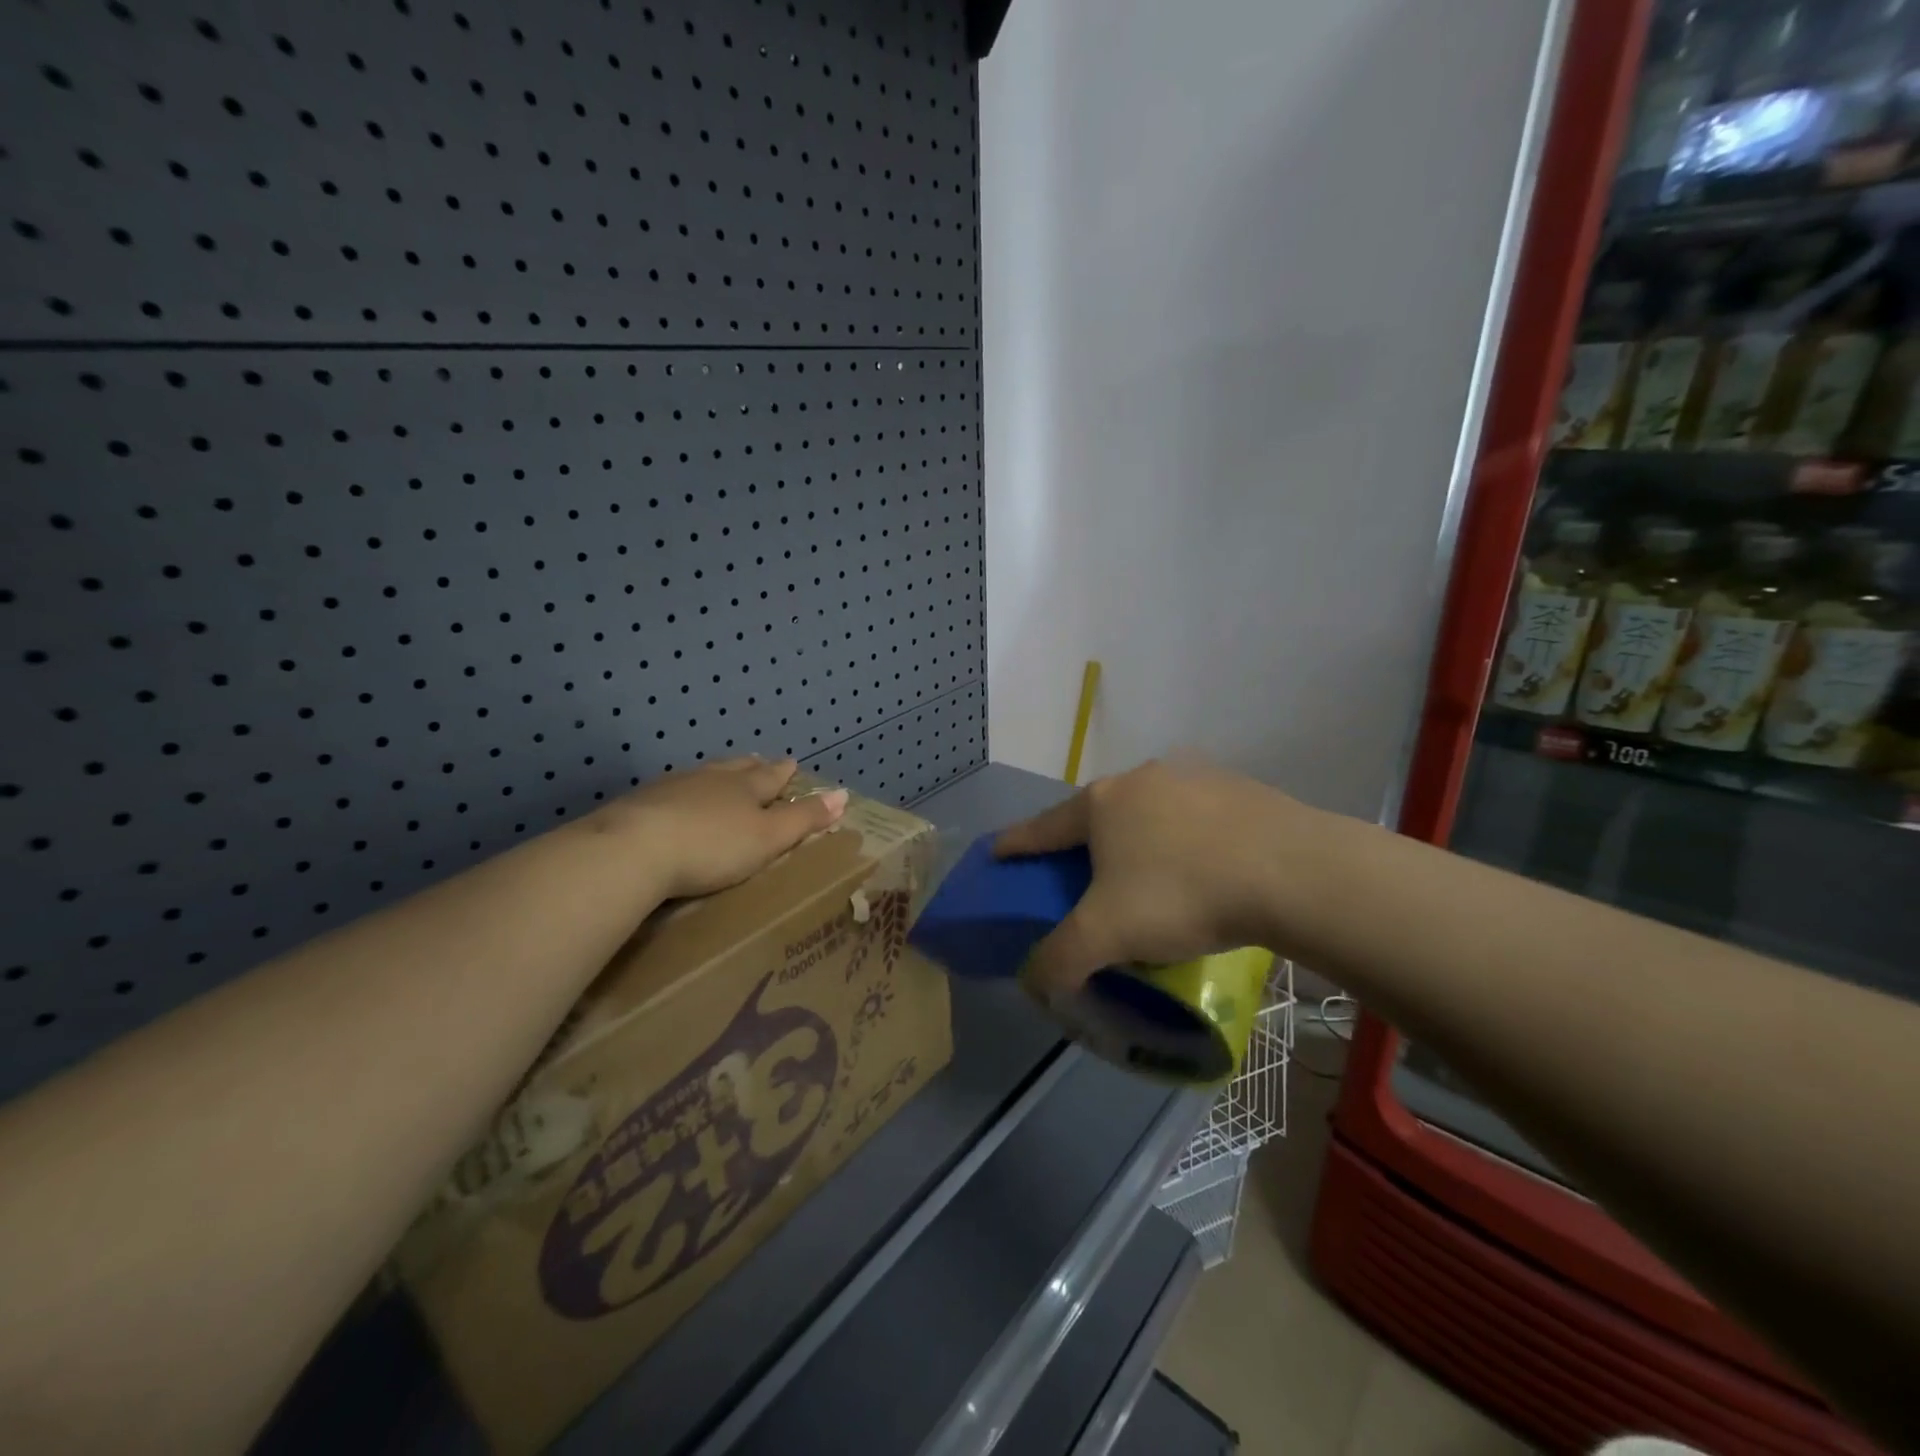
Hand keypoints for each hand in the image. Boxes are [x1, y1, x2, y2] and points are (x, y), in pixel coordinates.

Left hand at [598, 758, 847, 900]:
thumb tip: (843, 794)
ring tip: (723, 777)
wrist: (633, 850)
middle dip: (753, 766)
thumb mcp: (769, 837)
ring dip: (717, 777)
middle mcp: (711, 779)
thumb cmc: (713, 846)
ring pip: (703, 776)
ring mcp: (672, 788)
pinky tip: (677, 802)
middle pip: (737, 768)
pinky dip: (684, 794)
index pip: (772, 775)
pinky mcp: (640, 804)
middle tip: (761, 762)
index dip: (785, 773)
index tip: (793, 764)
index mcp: (746, 786)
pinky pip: (672, 792)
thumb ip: (804, 818)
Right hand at [994, 758, 1312, 995]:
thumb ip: (1060, 960)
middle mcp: (1140, 779)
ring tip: (1148, 878)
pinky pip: (1194, 818)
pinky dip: (1184, 840)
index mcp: (1101, 803)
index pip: (1042, 826)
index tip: (997, 851)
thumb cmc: (1182, 894)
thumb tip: (1035, 981)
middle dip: (1083, 844)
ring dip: (1137, 840)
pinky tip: (1203, 870)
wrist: (1292, 870)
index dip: (1016, 843)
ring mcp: (1192, 777)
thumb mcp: (1107, 935)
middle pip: (1096, 816)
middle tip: (1082, 879)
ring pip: (1148, 813)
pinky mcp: (1237, 788)